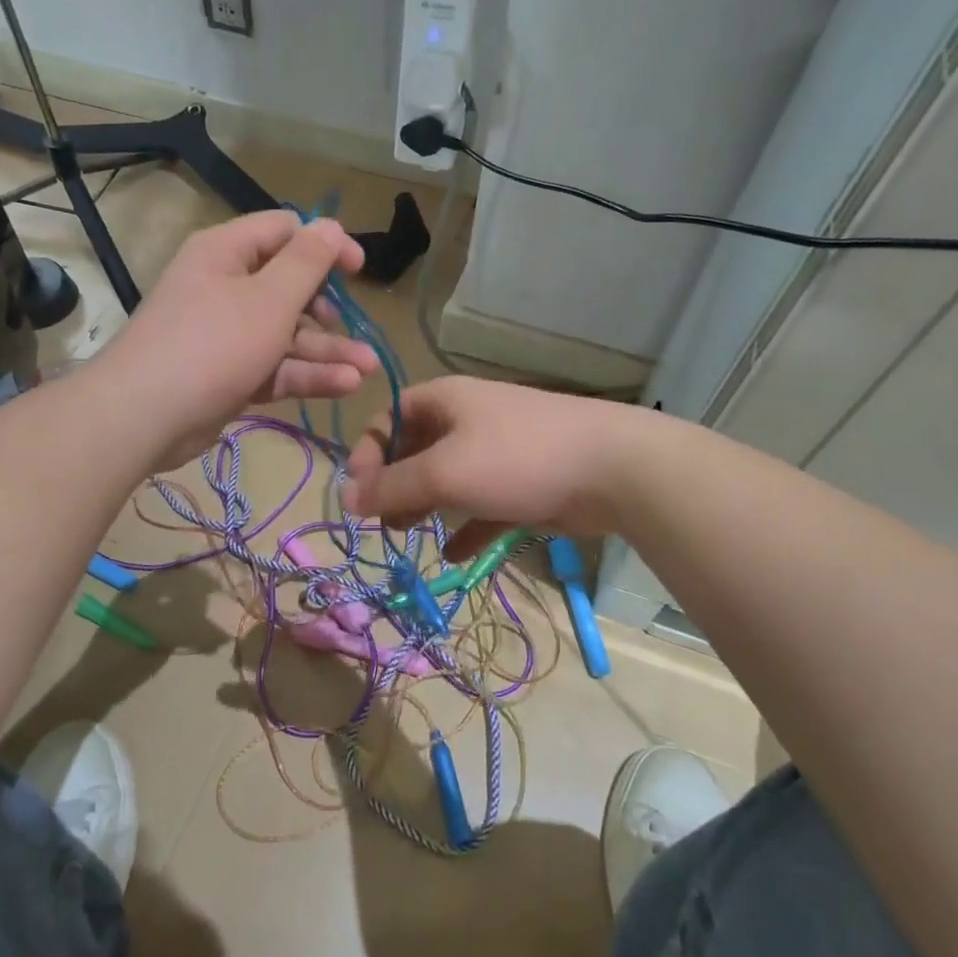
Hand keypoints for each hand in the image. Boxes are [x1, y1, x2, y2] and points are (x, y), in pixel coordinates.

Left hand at [102, 212, 379, 467]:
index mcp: (228, 252)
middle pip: (289, 288)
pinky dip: (306, 374)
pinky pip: (275, 366)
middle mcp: (226, 286)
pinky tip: (346, 385)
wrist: (145, 416)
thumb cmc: (213, 344)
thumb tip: (331, 225)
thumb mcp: (269, 299)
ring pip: (287, 334)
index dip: (325, 245)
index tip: (358, 269)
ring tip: (368, 368)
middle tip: (355, 327)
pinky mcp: (231, 374)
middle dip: (329, 310)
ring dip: (328, 350)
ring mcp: (228, 334)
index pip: (285, 232)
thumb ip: (306, 263)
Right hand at [342, 377, 642, 556]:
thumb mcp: (444, 471)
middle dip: (394, 485)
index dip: (368, 451)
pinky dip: (465, 528)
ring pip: (447, 480)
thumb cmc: (517, 458)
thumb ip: (392, 486)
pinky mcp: (522, 485)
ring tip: (406, 536)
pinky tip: (452, 555)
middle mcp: (468, 421)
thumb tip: (345, 497)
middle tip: (381, 521)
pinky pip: (482, 506)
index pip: (390, 417)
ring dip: (424, 506)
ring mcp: (498, 453)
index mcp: (446, 401)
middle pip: (416, 450)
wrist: (612, 469)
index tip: (359, 493)